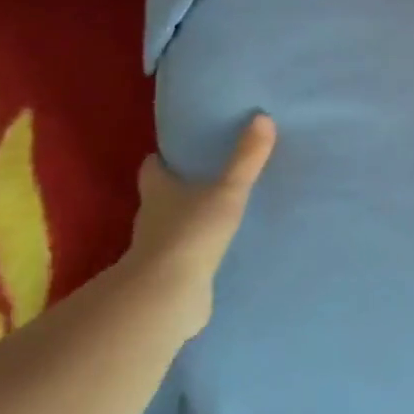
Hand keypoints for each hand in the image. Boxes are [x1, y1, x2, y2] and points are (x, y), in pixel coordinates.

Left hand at [125, 115, 276, 334]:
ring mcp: (156, 249)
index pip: (152, 167)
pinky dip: (196, 250)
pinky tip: (217, 249)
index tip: (178, 152)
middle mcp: (151, 217)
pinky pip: (184, 256)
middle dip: (178, 187)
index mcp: (158, 190)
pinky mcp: (168, 276)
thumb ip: (246, 159)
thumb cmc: (191, 232)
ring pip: (171, 226)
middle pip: (160, 196)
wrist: (167, 295)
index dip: (162, 158)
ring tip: (217, 212)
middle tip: (207, 177)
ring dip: (187, 220)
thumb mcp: (227, 191)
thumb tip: (263, 117)